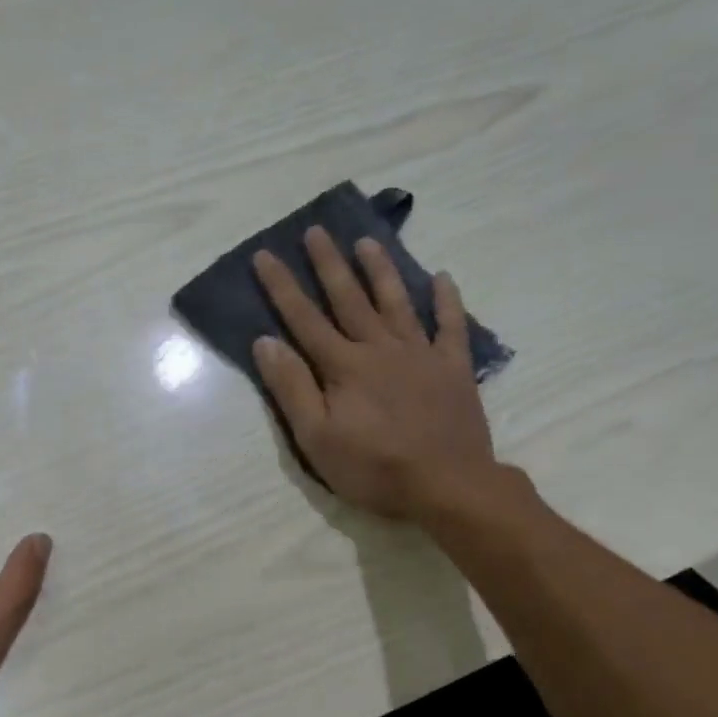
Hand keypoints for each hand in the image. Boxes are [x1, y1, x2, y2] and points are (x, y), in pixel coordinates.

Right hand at [251, 228, 499, 521]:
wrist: (447, 485)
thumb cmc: (372, 467)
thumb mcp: (315, 437)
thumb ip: (291, 387)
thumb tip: (265, 342)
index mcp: (343, 366)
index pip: (304, 318)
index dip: (281, 286)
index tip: (265, 254)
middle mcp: (379, 348)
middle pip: (349, 299)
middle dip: (328, 264)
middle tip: (316, 230)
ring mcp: (420, 354)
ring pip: (396, 302)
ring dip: (379, 270)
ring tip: (367, 241)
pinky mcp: (452, 368)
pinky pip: (450, 325)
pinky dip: (446, 300)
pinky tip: (441, 277)